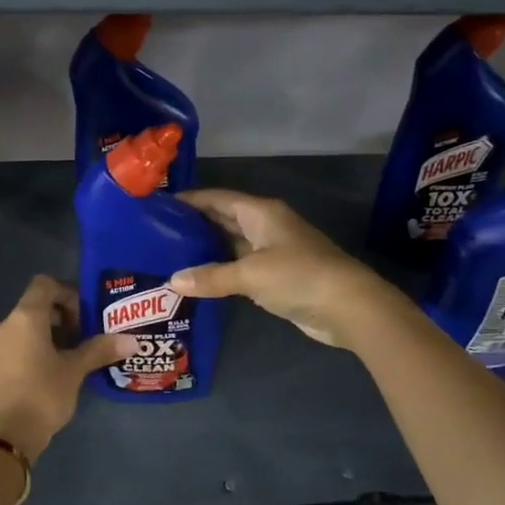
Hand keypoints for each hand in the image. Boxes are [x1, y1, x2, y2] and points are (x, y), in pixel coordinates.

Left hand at [0, 275, 131, 459]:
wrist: (4, 437)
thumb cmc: (41, 394)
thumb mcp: (75, 371)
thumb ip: (100, 350)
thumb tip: (132, 340)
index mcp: (25, 317)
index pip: (44, 284)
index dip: (67, 293)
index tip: (84, 317)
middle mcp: (5, 325)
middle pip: (35, 306)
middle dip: (62, 317)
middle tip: (85, 337)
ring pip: (26, 328)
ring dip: (50, 335)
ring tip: (73, 357)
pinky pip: (16, 346)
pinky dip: (35, 350)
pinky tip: (52, 373)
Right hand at [170, 189, 396, 348]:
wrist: (348, 306)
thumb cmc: (298, 276)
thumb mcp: (251, 274)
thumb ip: (211, 277)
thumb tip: (173, 281)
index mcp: (260, 212)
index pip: (218, 198)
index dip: (190, 200)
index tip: (159, 206)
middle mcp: (265, 226)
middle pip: (223, 219)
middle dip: (194, 225)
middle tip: (156, 234)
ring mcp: (272, 251)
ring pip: (231, 244)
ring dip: (205, 250)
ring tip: (169, 256)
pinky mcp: (276, 276)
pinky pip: (241, 267)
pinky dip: (220, 271)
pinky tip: (198, 279)